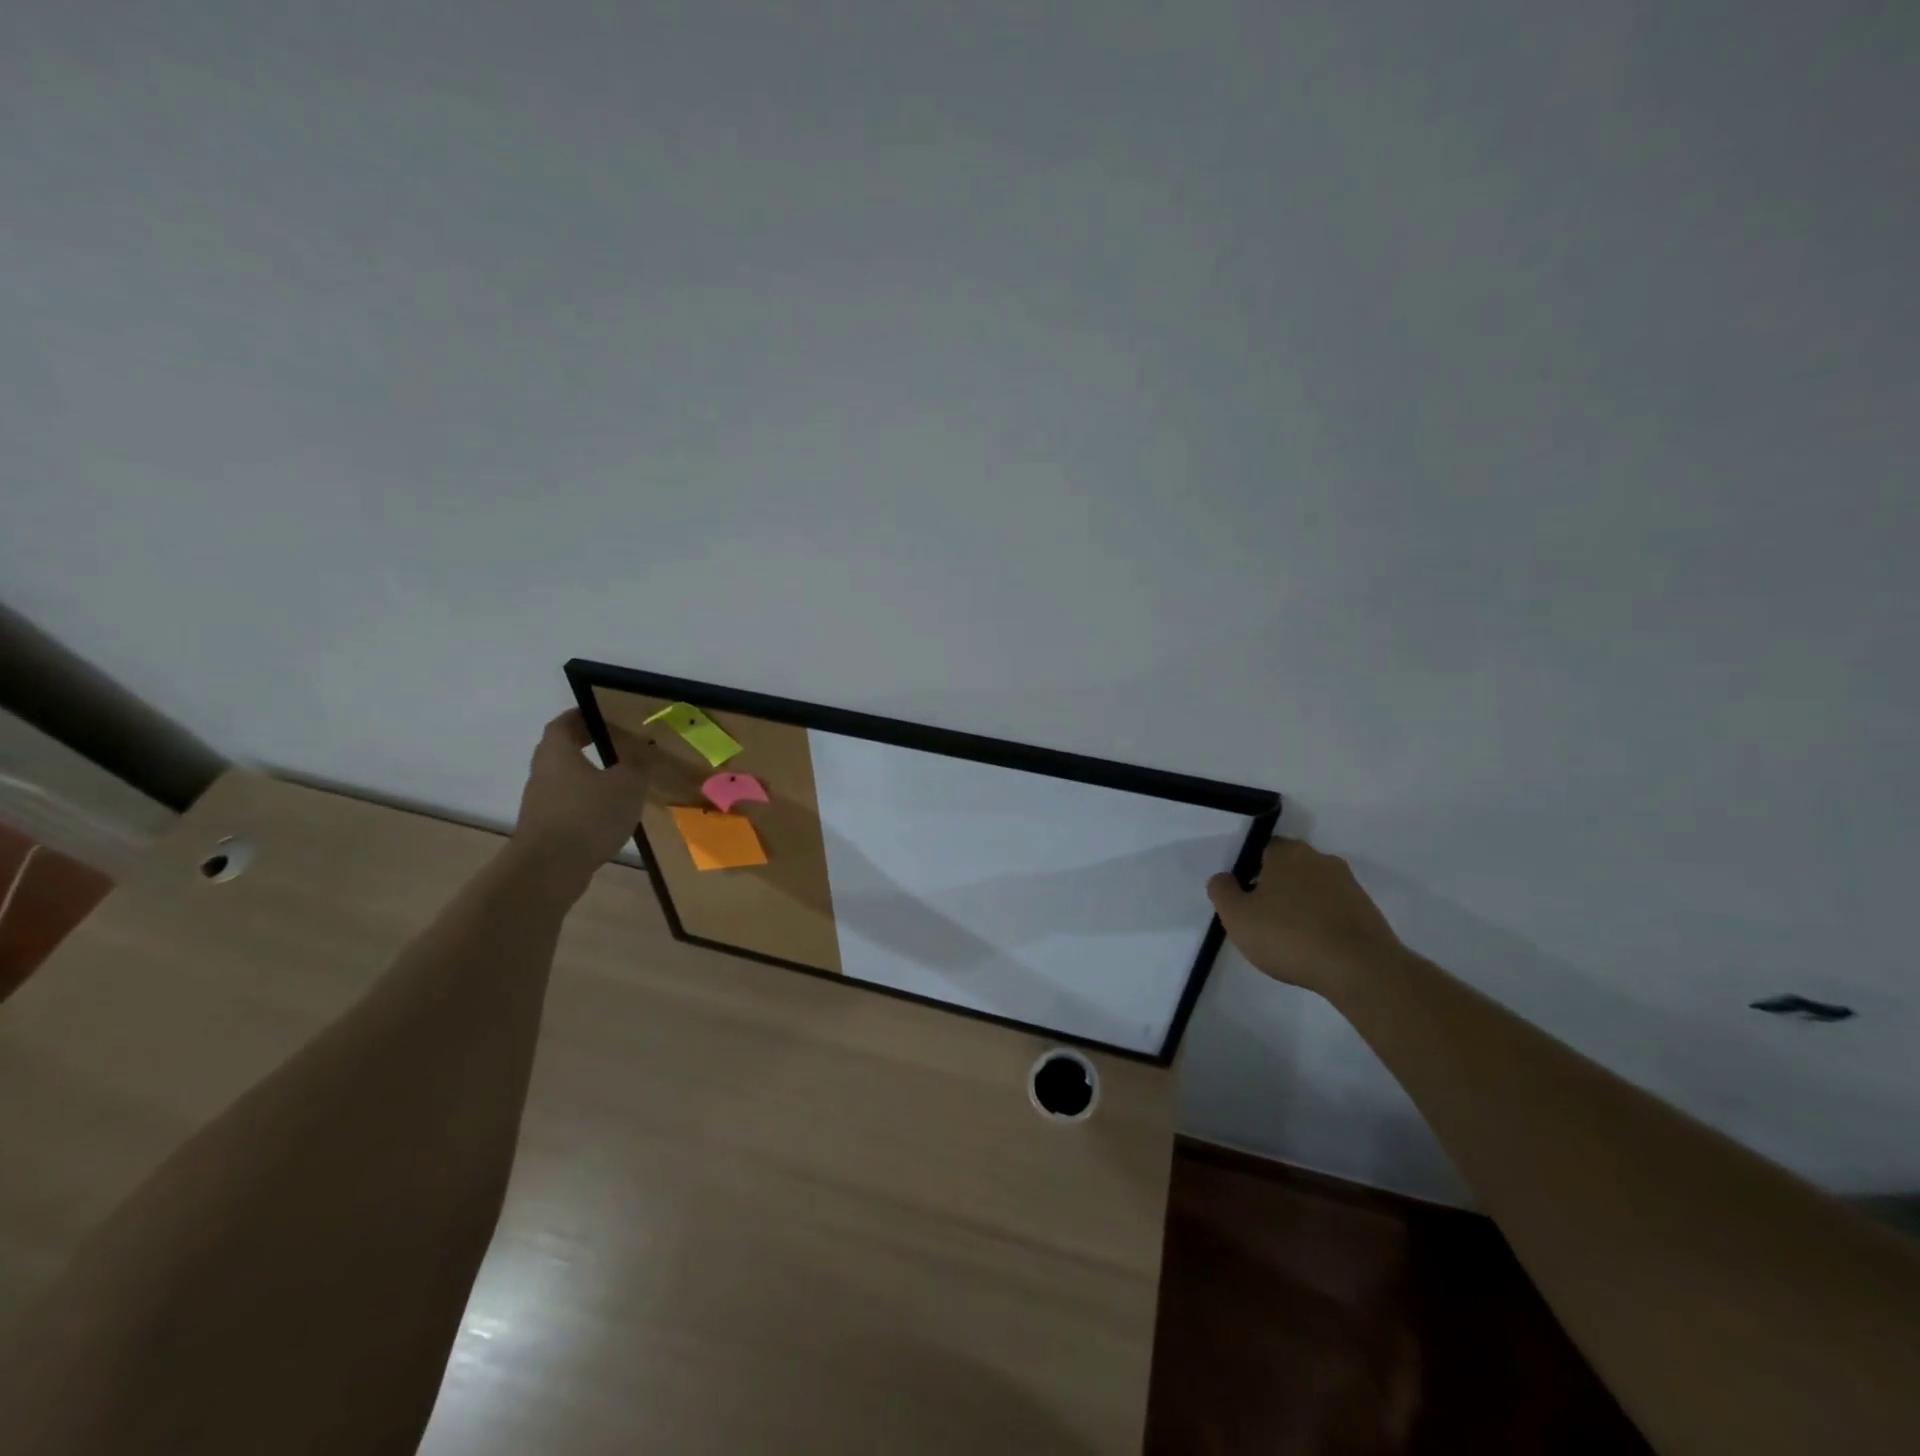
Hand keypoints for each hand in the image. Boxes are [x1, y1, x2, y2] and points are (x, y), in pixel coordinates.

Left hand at [511, 710, 669, 887]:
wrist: (549, 869)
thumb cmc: (588, 815)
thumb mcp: (628, 784)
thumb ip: (638, 765)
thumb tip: (644, 749)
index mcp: (558, 752)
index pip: (564, 723)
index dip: (582, 716)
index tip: (603, 714)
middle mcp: (543, 773)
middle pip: (562, 751)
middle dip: (586, 745)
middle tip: (617, 744)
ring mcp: (540, 803)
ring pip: (565, 780)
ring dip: (588, 777)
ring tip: (620, 781)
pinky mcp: (545, 829)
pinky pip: (568, 805)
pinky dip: (586, 803)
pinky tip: (610, 814)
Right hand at [1208, 839, 1405, 998]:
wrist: (1361, 970)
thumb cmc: (1290, 936)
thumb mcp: (1237, 916)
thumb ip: (1222, 891)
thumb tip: (1224, 878)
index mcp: (1287, 852)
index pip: (1261, 849)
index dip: (1248, 872)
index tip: (1243, 899)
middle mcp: (1320, 859)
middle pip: (1288, 868)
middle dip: (1274, 888)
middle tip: (1261, 918)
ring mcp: (1348, 884)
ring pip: (1312, 889)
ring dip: (1299, 906)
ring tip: (1288, 939)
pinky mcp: (1367, 911)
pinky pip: (1333, 910)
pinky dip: (1321, 922)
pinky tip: (1313, 947)